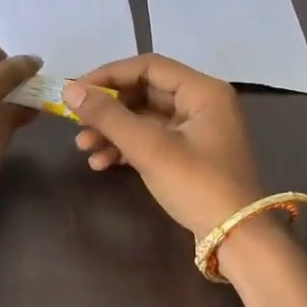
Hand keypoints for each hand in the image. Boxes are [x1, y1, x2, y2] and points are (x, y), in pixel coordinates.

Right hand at [64, 55, 263, 239]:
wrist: (237, 239)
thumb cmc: (197, 185)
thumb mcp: (149, 148)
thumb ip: (108, 116)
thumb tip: (69, 90)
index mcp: (203, 91)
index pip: (147, 66)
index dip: (108, 75)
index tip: (76, 91)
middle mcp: (201, 103)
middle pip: (143, 92)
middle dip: (108, 109)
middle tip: (77, 123)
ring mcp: (196, 129)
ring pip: (144, 117)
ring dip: (112, 130)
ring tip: (84, 147)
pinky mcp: (189, 153)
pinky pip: (151, 138)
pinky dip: (126, 147)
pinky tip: (102, 163)